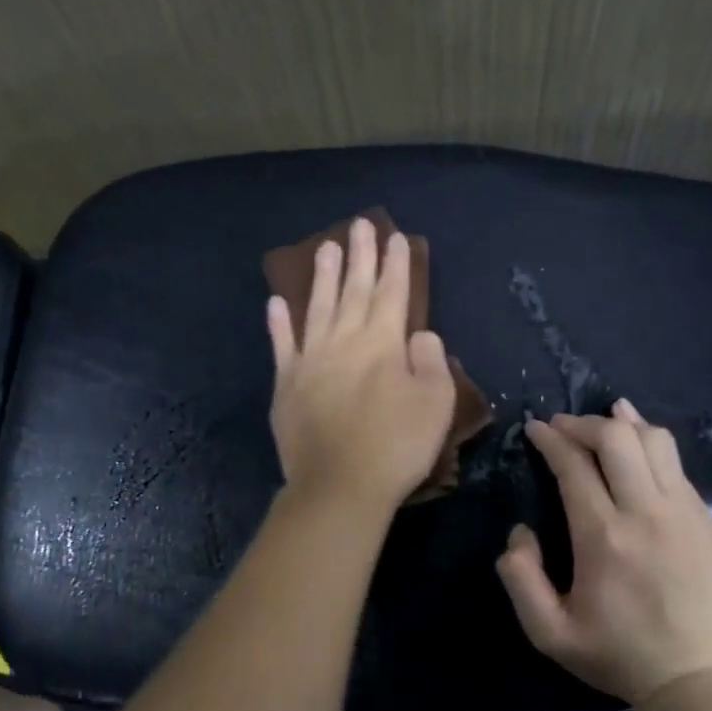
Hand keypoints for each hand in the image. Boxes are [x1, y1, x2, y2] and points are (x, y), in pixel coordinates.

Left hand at [267, 218, 456, 512]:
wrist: (339, 486)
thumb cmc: (396, 447)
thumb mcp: (435, 404)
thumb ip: (431, 361)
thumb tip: (419, 334)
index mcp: (383, 344)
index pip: (392, 293)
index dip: (395, 264)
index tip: (395, 237)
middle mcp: (344, 341)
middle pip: (354, 290)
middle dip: (359, 256)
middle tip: (359, 224)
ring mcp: (310, 360)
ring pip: (317, 307)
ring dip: (322, 276)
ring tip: (325, 247)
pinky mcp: (286, 384)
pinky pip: (281, 345)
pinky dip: (278, 323)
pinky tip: (276, 302)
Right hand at [496, 400, 711, 710]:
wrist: (704, 682)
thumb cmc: (621, 656)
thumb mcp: (550, 633)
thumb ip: (520, 578)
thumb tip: (521, 532)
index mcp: (603, 535)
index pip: (573, 464)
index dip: (550, 439)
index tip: (535, 428)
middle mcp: (646, 512)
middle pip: (616, 438)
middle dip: (583, 422)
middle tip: (563, 427)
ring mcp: (686, 513)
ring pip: (656, 442)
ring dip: (624, 424)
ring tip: (607, 417)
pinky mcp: (711, 522)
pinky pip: (678, 468)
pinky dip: (653, 447)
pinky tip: (642, 450)